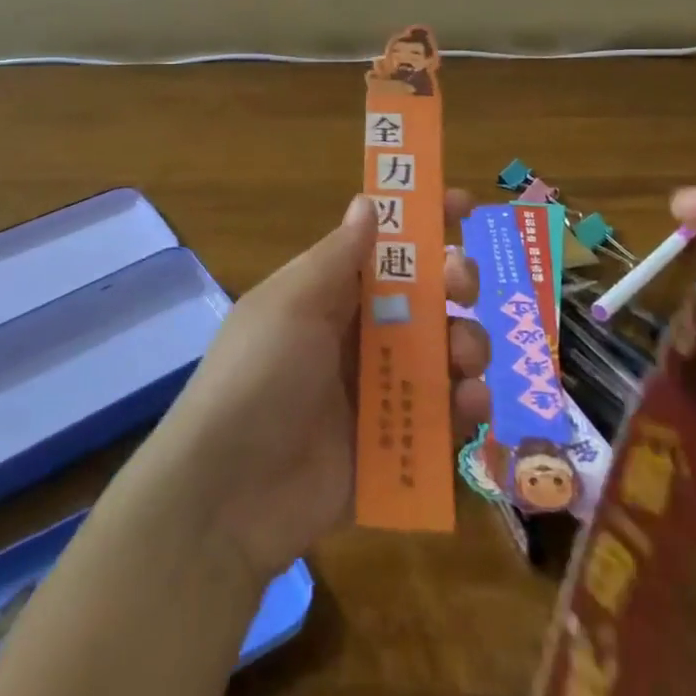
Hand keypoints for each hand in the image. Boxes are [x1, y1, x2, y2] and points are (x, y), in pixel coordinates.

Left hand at [140, 192, 492, 587]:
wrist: (228, 494)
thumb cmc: (258, 376)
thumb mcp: (291, 303)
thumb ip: (338, 256)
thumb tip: (368, 202)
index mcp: (331, 294)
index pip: (386, 247)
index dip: (424, 223)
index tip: (465, 205)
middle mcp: (359, 334)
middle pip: (426, 296)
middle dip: (454, 282)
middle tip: (461, 286)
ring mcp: (379, 390)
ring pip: (444, 352)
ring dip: (467, 344)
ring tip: (463, 359)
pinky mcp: (395, 444)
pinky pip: (444, 416)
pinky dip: (465, 407)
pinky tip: (467, 406)